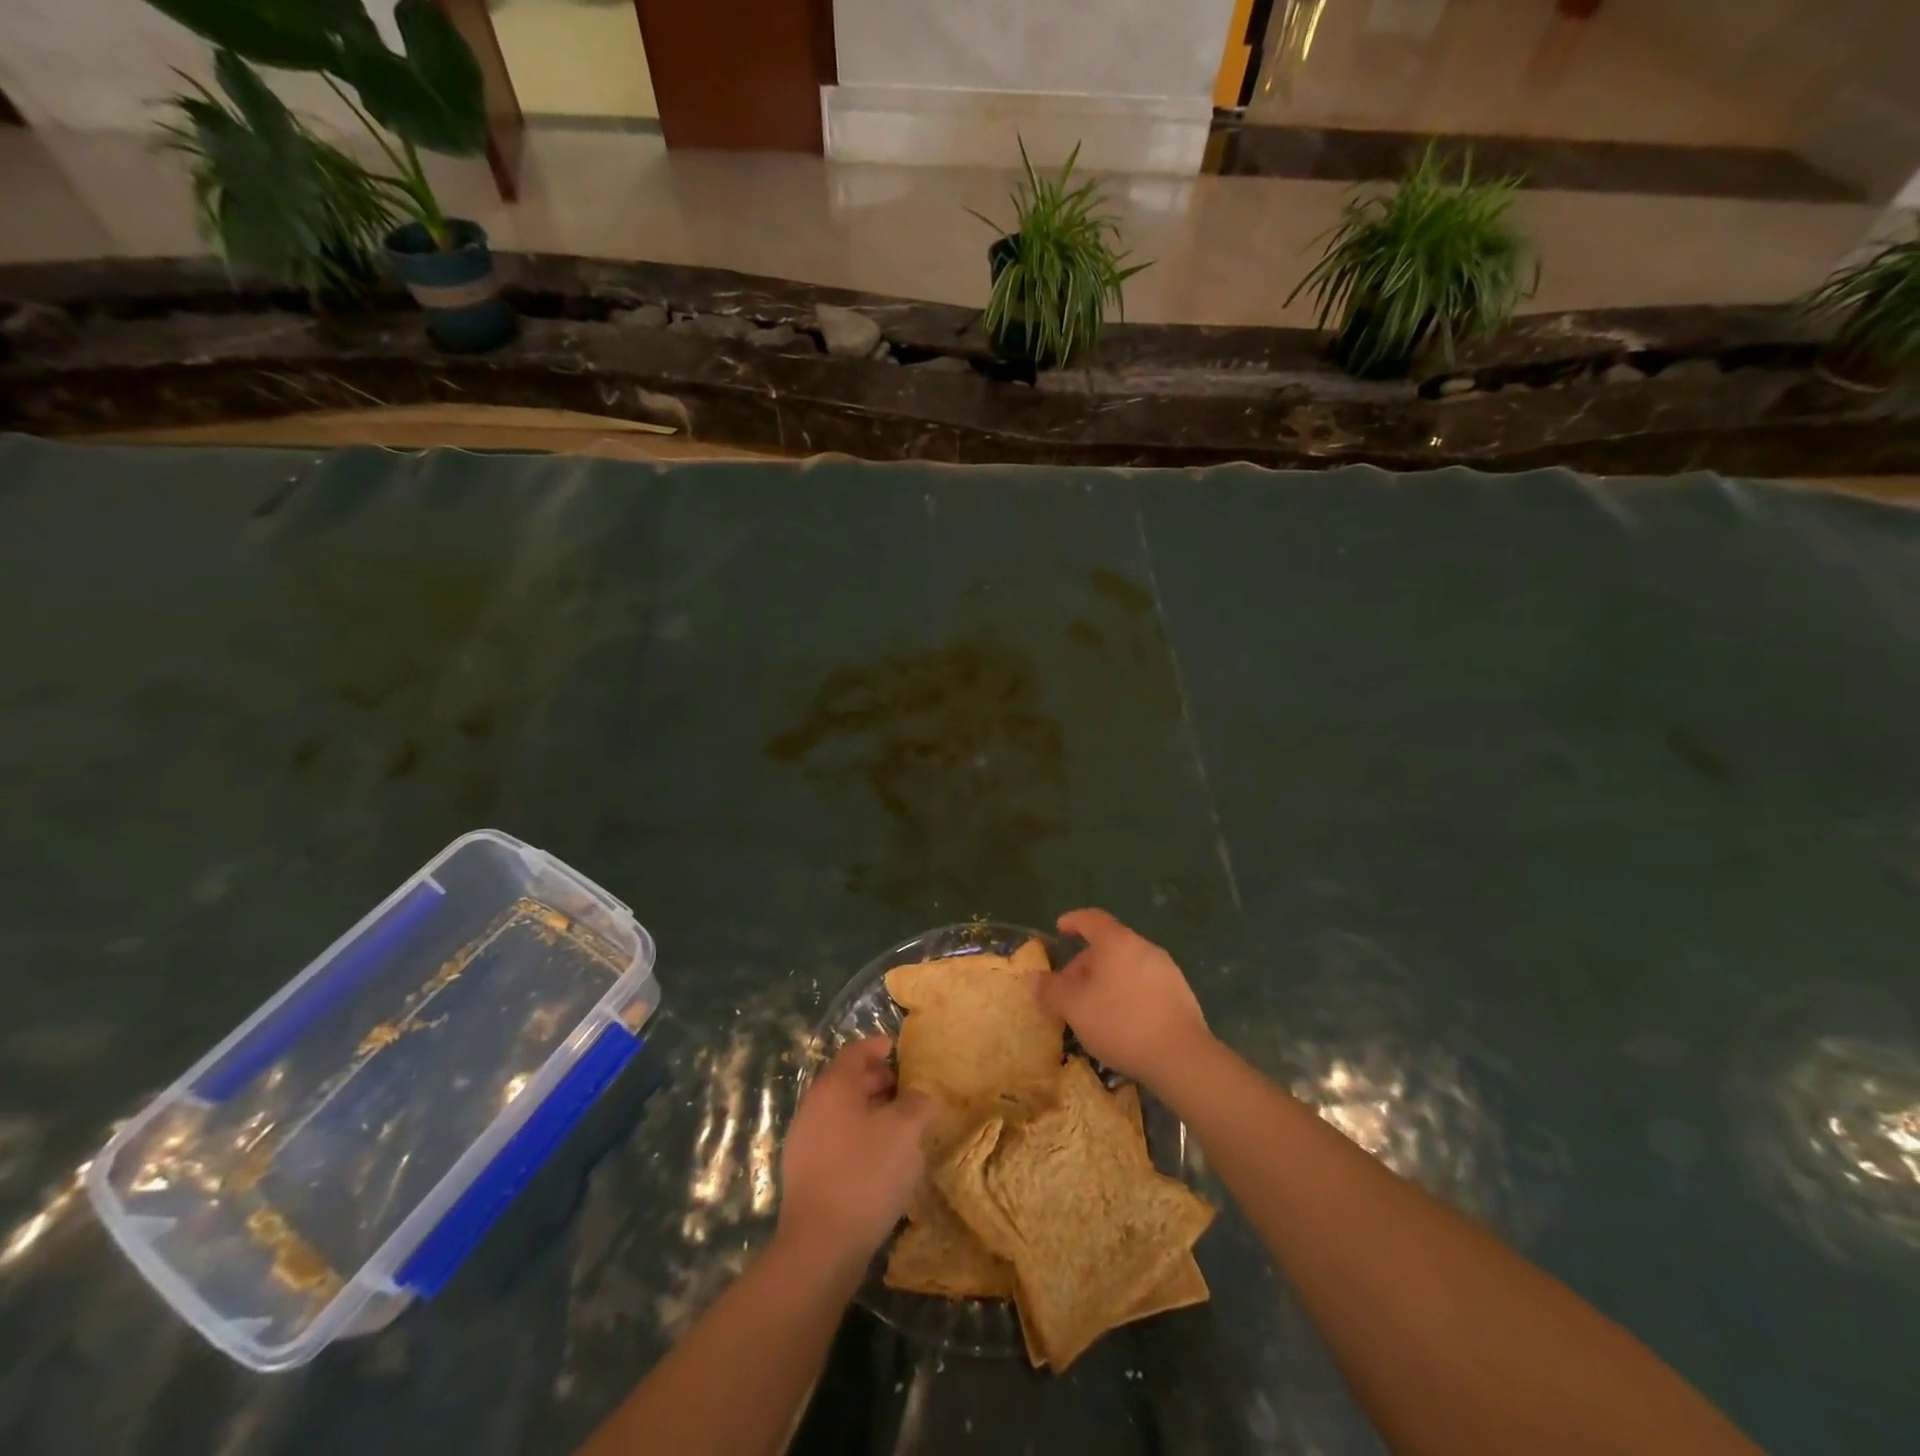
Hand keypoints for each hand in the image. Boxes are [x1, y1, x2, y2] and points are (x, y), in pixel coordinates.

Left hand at [777, 1036, 931, 1273]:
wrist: (820, 1247)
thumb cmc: (865, 1174)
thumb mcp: (905, 1131)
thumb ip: (916, 1103)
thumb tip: (917, 1094)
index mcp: (833, 1087)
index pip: (854, 1052)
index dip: (876, 1046)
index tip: (894, 1046)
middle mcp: (813, 1107)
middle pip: (846, 1082)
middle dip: (876, 1081)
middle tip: (905, 1089)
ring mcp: (804, 1142)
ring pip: (841, 1113)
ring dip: (869, 1112)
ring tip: (899, 1126)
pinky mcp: (805, 1174)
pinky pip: (836, 1140)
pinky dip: (859, 1138)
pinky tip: (881, 1160)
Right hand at [1040, 909, 1212, 1087]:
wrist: (1181, 1057)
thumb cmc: (1121, 1022)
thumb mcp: (1075, 1008)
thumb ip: (1051, 990)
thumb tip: (1033, 978)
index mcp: (1117, 942)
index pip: (1092, 919)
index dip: (1073, 921)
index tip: (1060, 929)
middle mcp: (1144, 948)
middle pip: (1109, 945)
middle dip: (1085, 963)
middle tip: (1069, 988)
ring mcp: (1167, 970)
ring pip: (1127, 965)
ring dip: (1106, 979)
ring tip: (1093, 1008)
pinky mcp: (1180, 994)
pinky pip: (1144, 983)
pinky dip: (1127, 992)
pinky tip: (1122, 1020)